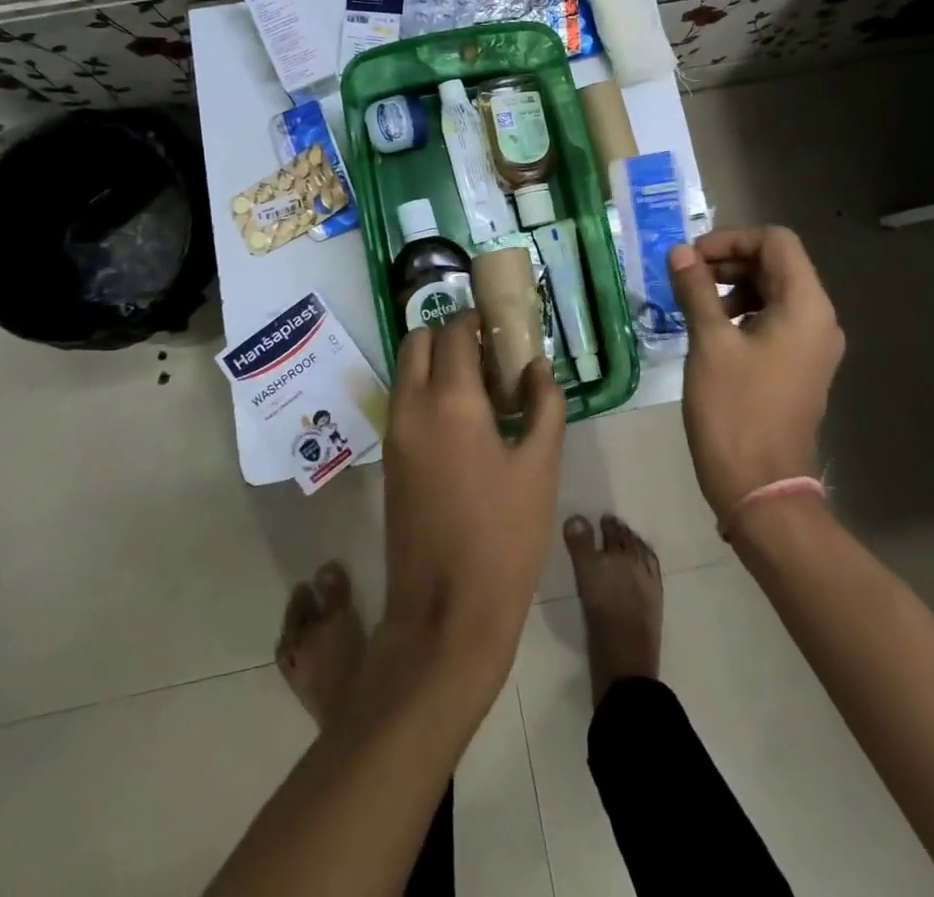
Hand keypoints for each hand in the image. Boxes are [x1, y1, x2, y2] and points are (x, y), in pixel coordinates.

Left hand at [381, 310, 566, 691]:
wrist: (446, 613)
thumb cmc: (504, 537)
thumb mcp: (540, 468)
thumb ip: (544, 406)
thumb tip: (537, 368)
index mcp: (450, 401)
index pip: (454, 331)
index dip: (478, 320)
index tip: (503, 328)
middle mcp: (412, 407)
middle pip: (418, 341)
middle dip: (450, 335)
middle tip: (489, 356)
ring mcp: (394, 434)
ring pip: (406, 371)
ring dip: (436, 363)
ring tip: (482, 391)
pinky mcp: (390, 461)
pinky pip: (404, 403)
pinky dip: (426, 392)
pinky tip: (464, 423)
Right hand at [668, 226, 843, 520]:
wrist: (760, 487)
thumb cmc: (735, 410)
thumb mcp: (709, 342)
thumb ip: (696, 289)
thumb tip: (680, 252)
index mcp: (806, 306)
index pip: (776, 241)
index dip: (731, 239)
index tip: (691, 259)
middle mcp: (819, 319)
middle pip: (777, 264)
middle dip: (729, 261)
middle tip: (686, 277)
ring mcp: (812, 345)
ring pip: (774, 291)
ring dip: (734, 286)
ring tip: (695, 304)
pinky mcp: (799, 366)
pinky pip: (775, 319)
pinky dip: (743, 311)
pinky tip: (713, 330)